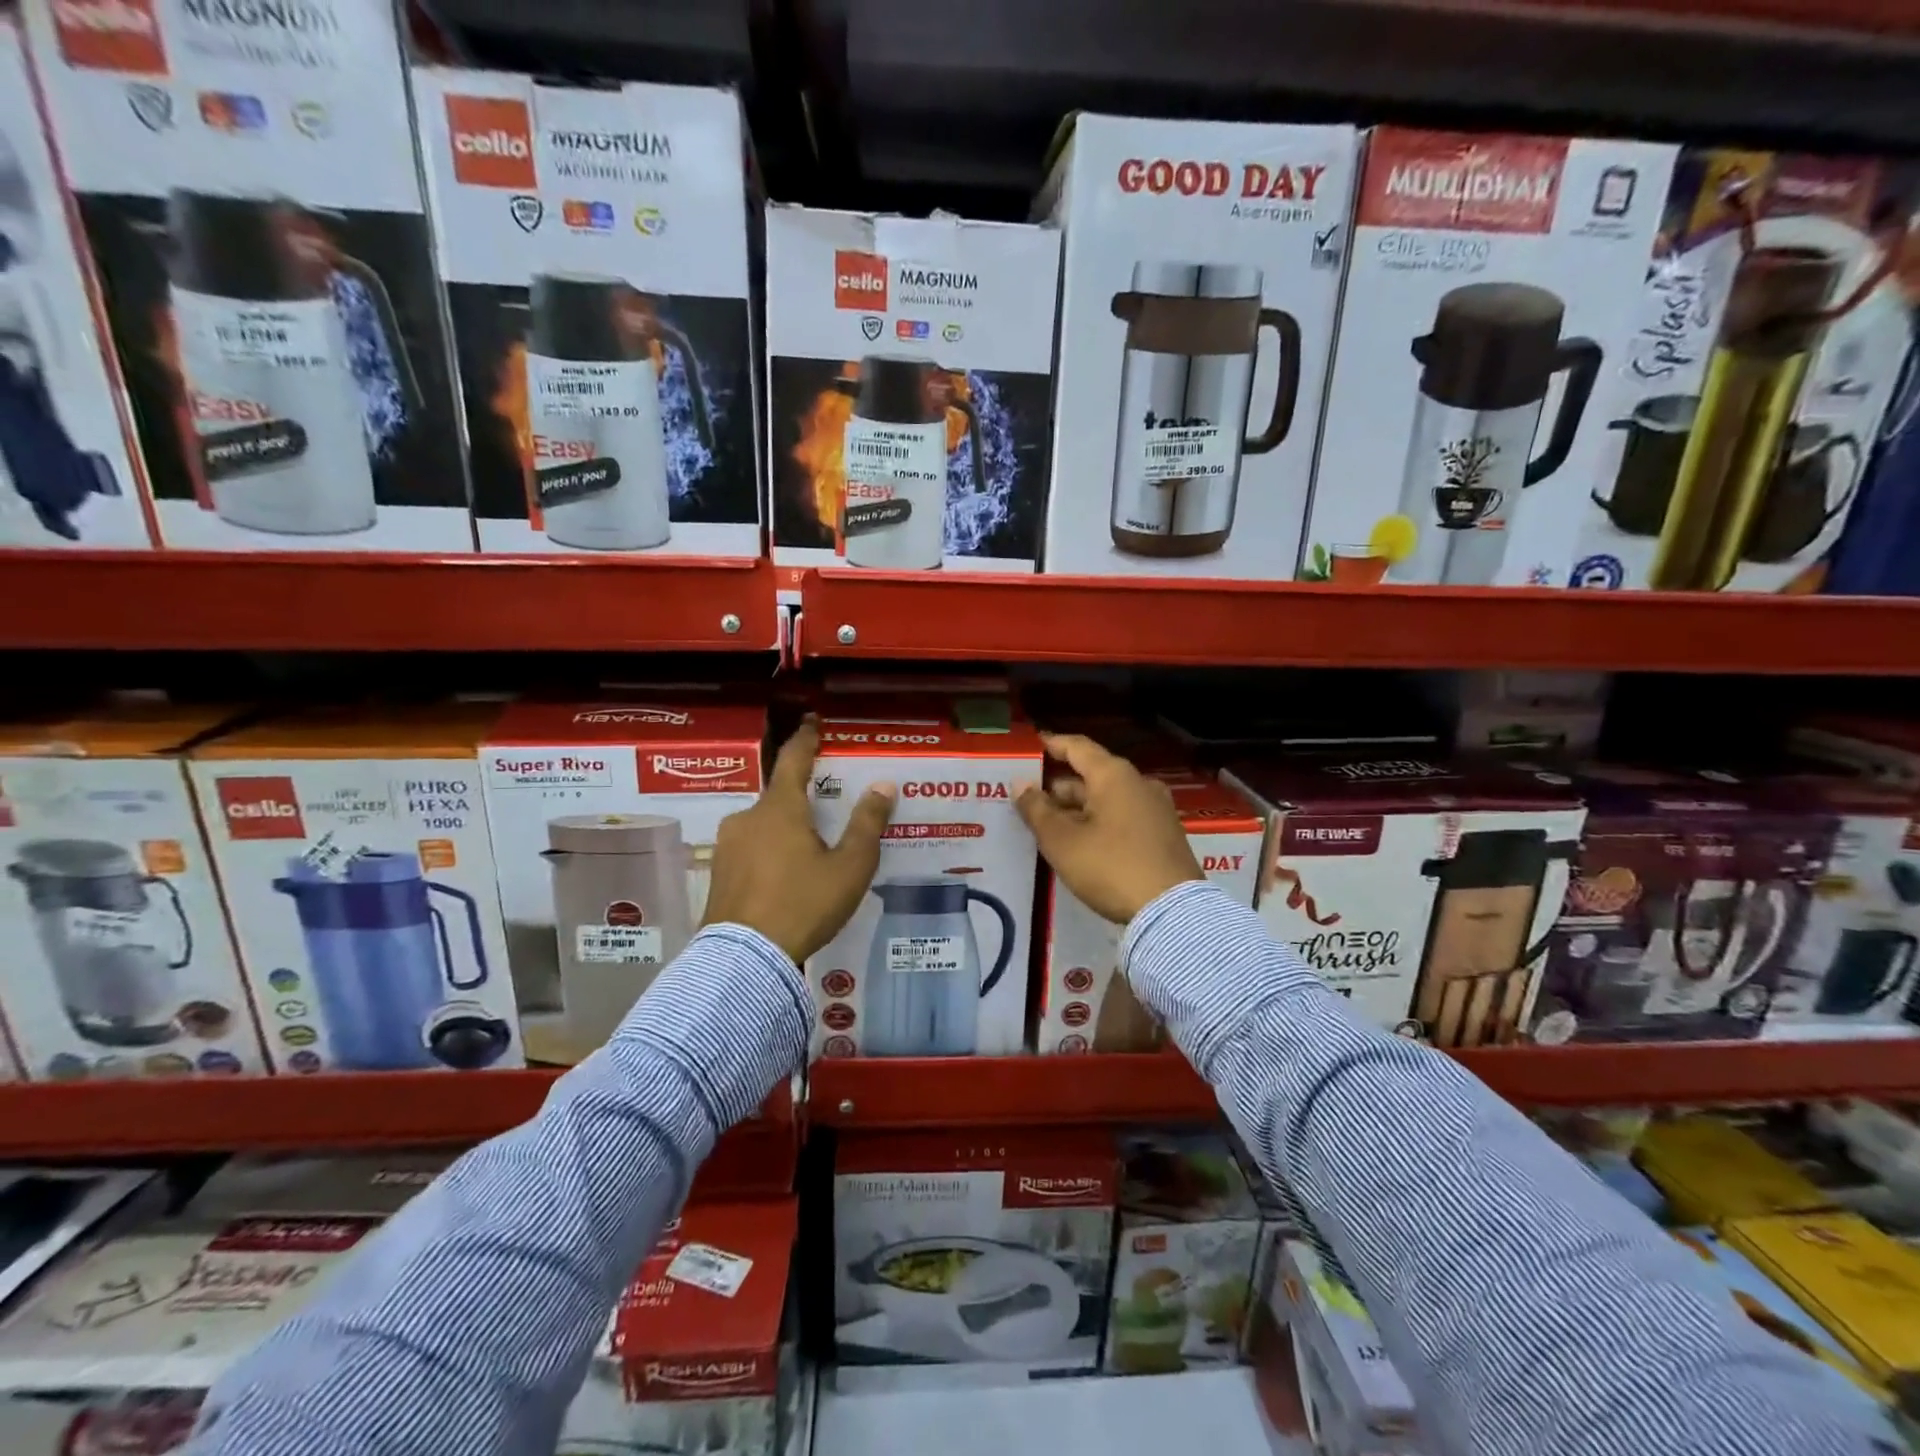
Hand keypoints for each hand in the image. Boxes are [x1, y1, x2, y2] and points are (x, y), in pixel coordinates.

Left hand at [702, 717, 896, 961]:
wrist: (745, 959)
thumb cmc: (803, 904)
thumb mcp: (849, 867)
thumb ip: (867, 823)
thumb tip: (883, 785)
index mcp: (780, 808)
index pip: (794, 759)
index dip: (806, 738)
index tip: (811, 721)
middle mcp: (749, 817)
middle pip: (780, 797)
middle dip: (802, 800)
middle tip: (827, 813)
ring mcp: (728, 846)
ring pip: (764, 825)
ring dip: (786, 830)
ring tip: (809, 855)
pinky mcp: (719, 873)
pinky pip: (751, 850)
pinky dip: (770, 853)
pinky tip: (785, 879)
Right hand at [1016, 734, 1201, 924]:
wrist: (1172, 912)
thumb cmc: (1110, 867)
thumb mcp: (1062, 840)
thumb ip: (1037, 809)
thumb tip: (1021, 784)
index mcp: (1114, 776)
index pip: (1078, 747)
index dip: (1053, 744)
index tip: (1034, 743)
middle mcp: (1139, 784)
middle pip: (1093, 774)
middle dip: (1060, 786)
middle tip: (1030, 799)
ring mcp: (1156, 809)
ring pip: (1108, 798)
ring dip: (1078, 807)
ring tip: (1050, 824)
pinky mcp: (1164, 835)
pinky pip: (1123, 816)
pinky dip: (1099, 821)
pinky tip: (1081, 842)